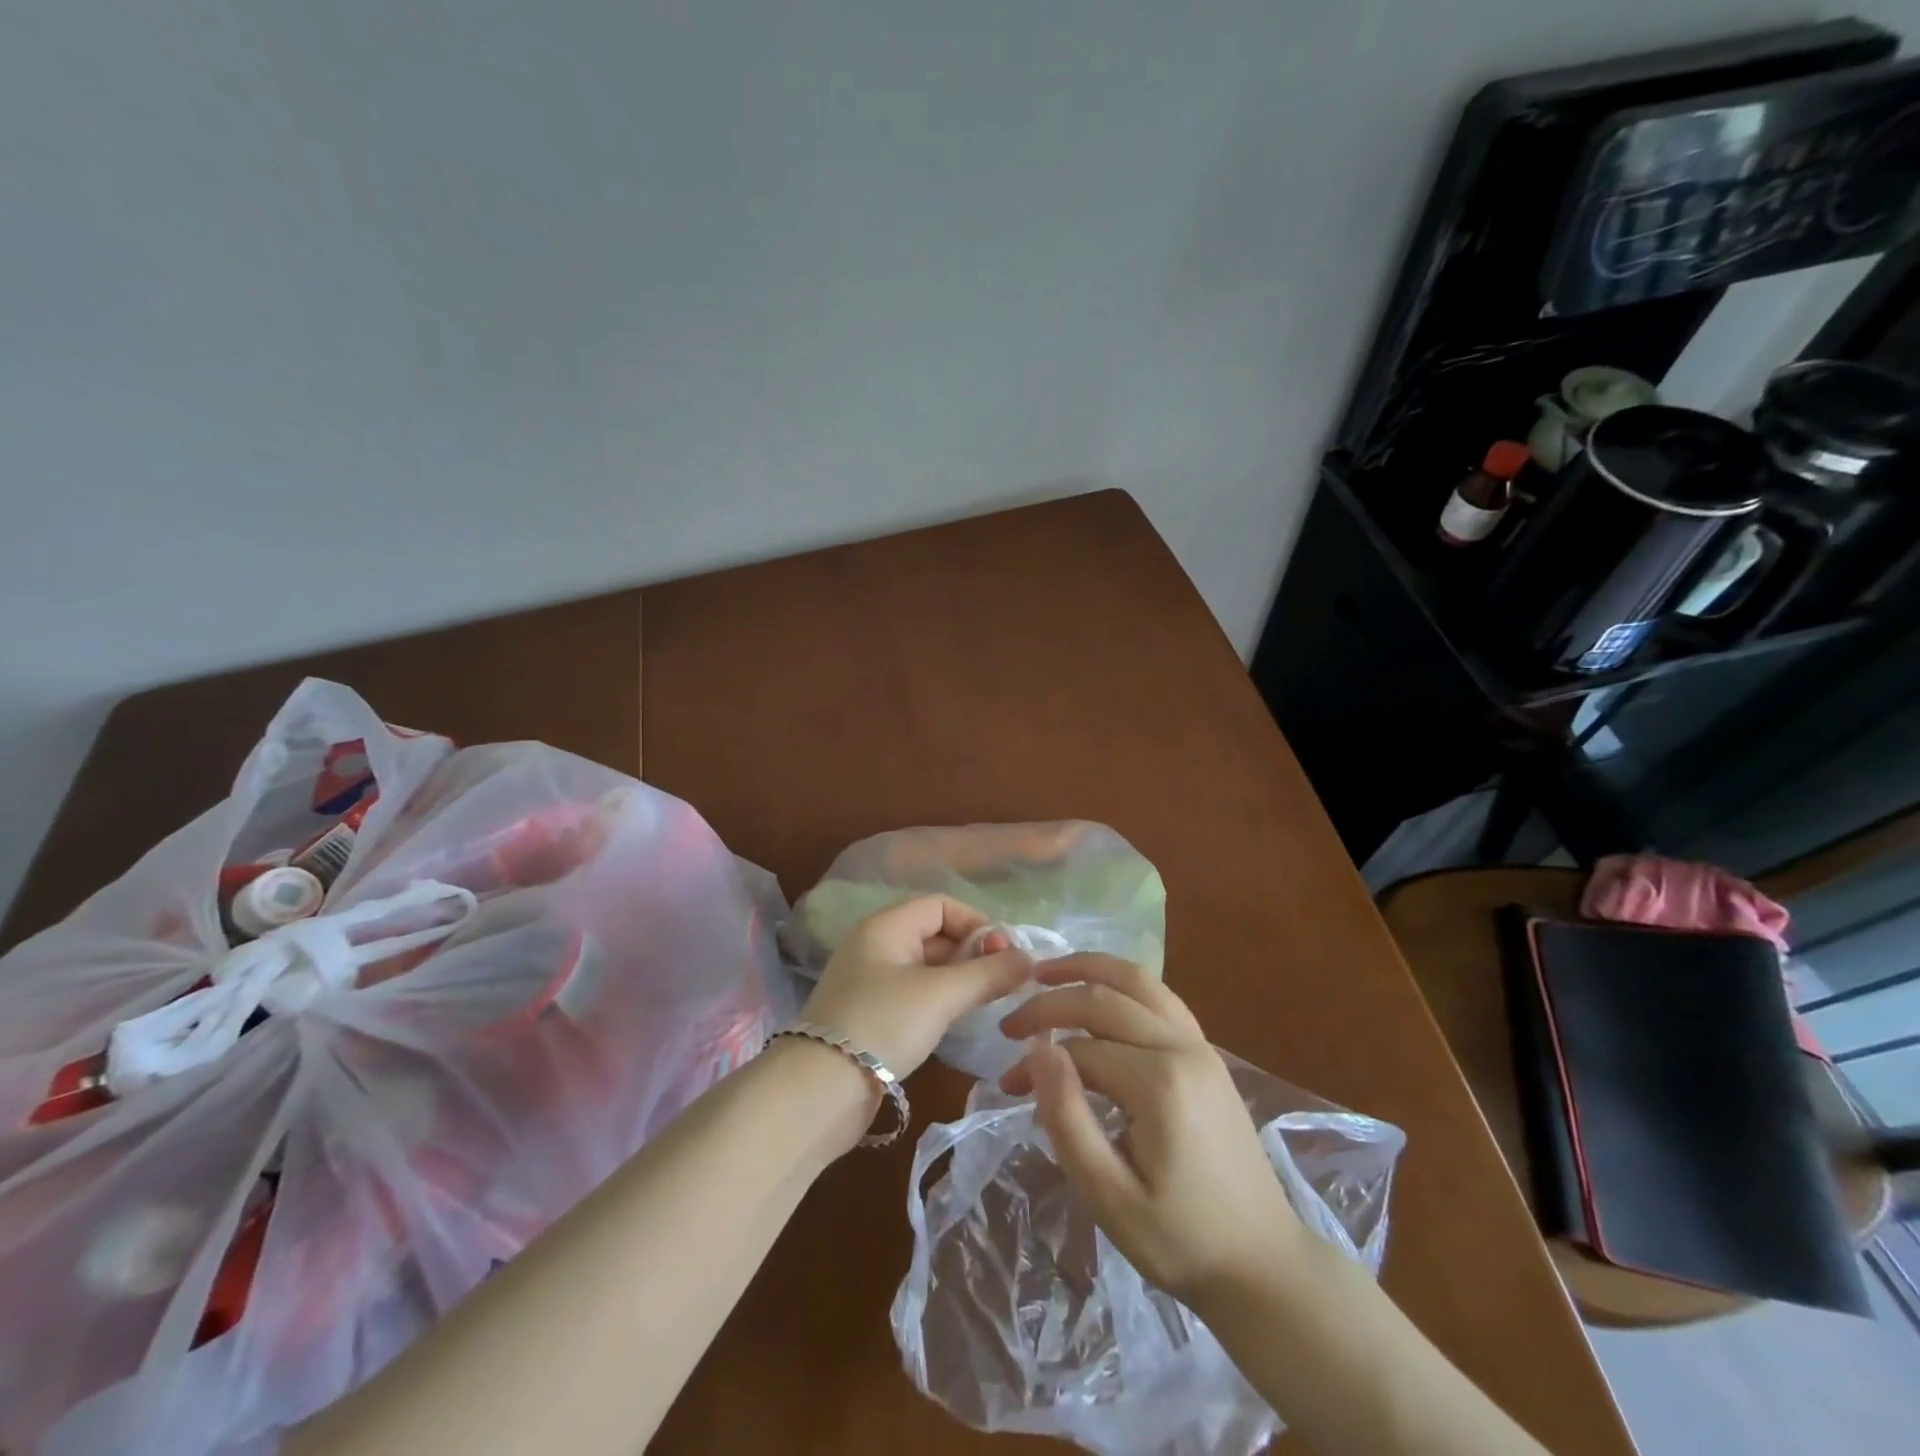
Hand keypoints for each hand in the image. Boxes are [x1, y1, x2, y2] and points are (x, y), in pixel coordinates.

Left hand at [801, 895, 1031, 1077]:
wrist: (819, 1090)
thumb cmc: (883, 1024)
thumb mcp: (941, 995)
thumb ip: (988, 974)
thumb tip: (1028, 959)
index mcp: (886, 925)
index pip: (941, 905)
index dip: (977, 923)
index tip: (1005, 955)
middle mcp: (876, 944)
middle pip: (935, 934)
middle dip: (972, 952)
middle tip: (1004, 982)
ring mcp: (870, 980)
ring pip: (927, 966)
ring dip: (959, 978)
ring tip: (988, 1002)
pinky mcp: (870, 1013)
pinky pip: (914, 992)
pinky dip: (940, 999)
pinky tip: (957, 1020)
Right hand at [998, 954, 1308, 1307]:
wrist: (1262, 1262)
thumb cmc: (1179, 1238)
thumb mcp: (1109, 1197)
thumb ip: (1067, 1119)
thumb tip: (1038, 1050)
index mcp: (1159, 1083)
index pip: (1079, 1050)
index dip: (1036, 1063)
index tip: (1008, 1086)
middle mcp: (1181, 1047)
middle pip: (1105, 999)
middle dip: (1050, 1002)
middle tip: (1009, 1022)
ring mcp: (1200, 1044)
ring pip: (1138, 979)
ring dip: (1088, 968)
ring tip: (1046, 971)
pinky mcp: (1207, 1051)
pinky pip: (1159, 996)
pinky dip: (1121, 981)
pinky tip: (1099, 990)